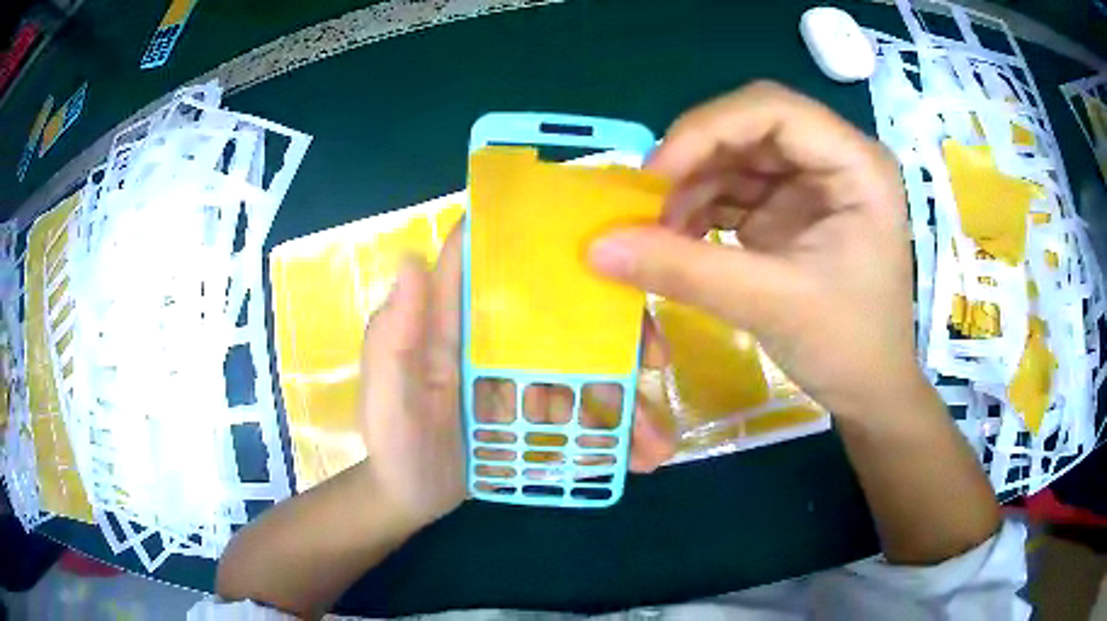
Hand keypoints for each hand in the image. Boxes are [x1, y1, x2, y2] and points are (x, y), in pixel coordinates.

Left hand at [360, 222, 676, 527]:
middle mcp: (494, 339)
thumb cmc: (392, 444)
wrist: (408, 500)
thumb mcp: (386, 394)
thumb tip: (413, 257)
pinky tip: (638, 458)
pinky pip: (580, 413)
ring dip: (625, 400)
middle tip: (658, 362)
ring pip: (584, 369)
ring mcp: (519, 377)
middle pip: (562, 314)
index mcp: (455, 322)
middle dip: (615, 333)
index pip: (495, 261)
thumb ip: (396, 336)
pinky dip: (611, 433)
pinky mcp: (534, 413)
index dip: (539, 240)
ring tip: (656, 444)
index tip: (601, 247)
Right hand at [588, 82, 922, 418]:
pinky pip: (736, 189)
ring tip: (656, 230)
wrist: (870, 391)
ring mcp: (813, 182)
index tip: (655, 179)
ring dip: (690, 186)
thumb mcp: (770, 305)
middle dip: (694, 159)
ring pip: (736, 156)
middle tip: (647, 202)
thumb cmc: (848, 347)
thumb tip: (596, 247)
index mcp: (856, 164)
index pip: (772, 109)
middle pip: (748, 126)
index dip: (707, 130)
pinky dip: (700, 208)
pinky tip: (676, 238)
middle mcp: (835, 158)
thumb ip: (684, 271)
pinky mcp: (792, 209)